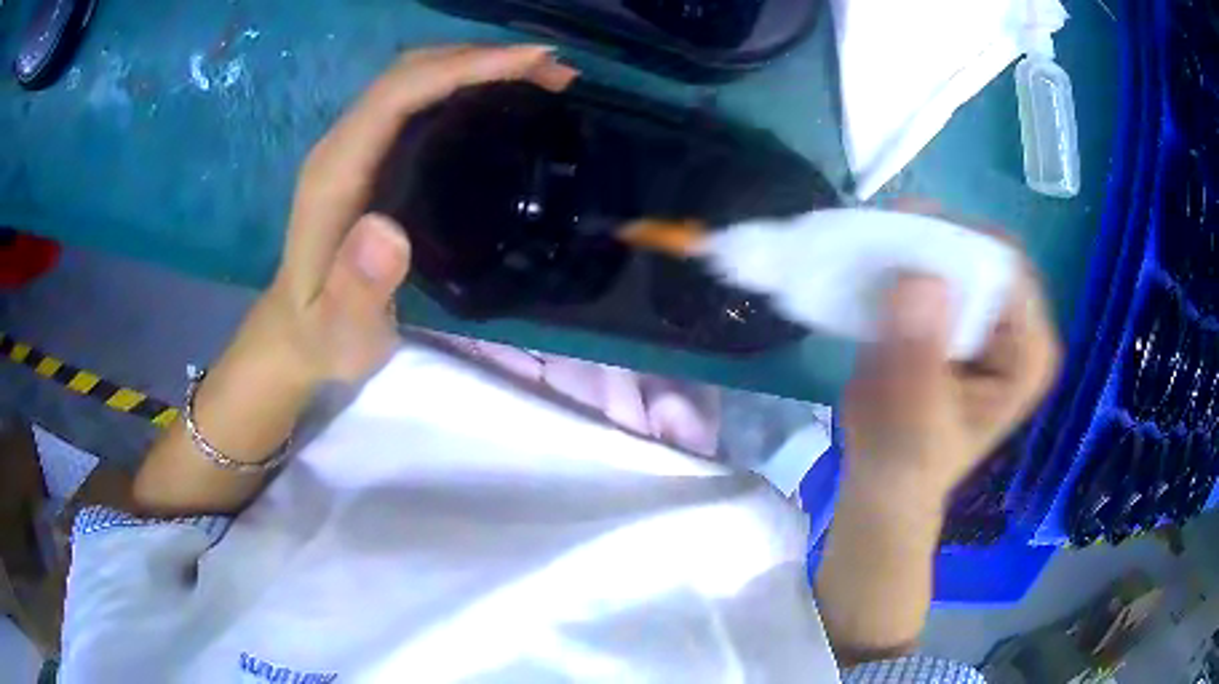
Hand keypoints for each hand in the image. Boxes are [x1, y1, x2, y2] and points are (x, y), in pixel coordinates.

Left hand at [132, 47, 577, 512]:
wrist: (296, 333)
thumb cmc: (323, 335)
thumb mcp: (340, 329)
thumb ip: (356, 288)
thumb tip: (388, 229)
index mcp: (336, 172)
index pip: (399, 94)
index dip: (465, 68)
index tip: (532, 65)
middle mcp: (344, 145)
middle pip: (411, 71)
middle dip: (482, 57)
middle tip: (553, 71)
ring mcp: (356, 147)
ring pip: (416, 78)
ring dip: (478, 65)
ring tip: (541, 77)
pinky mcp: (371, 156)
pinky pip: (419, 100)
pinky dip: (465, 86)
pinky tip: (501, 100)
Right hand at [841, 256, 1060, 505]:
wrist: (886, 476)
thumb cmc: (906, 457)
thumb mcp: (913, 414)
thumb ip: (920, 353)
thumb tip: (919, 280)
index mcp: (1028, 352)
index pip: (1008, 269)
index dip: (961, 247)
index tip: (908, 244)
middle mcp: (1018, 323)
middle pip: (985, 249)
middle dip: (937, 239)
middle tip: (885, 238)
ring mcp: (989, 314)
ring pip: (959, 247)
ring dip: (918, 241)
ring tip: (876, 247)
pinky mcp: (960, 309)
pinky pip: (938, 261)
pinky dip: (909, 254)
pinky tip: (878, 263)